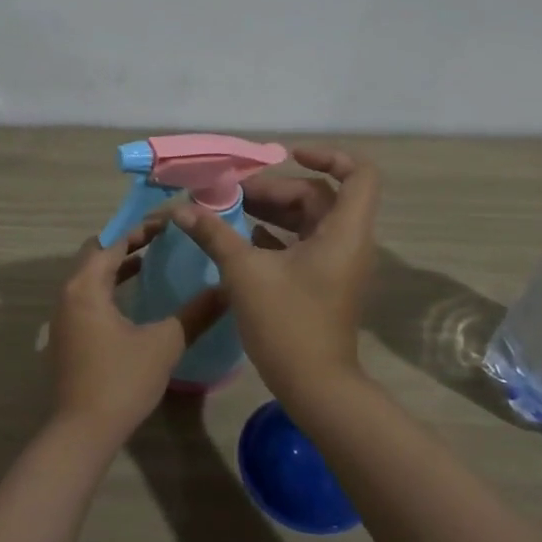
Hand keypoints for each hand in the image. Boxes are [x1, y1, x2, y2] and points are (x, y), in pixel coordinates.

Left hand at [48, 219, 227, 444]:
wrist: (82, 432)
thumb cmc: (121, 381)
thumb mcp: (164, 344)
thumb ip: (195, 314)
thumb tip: (227, 289)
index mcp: (85, 287)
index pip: (112, 243)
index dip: (140, 229)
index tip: (170, 223)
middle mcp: (68, 295)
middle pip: (96, 254)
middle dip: (127, 243)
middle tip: (162, 239)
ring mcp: (64, 317)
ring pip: (90, 277)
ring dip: (118, 266)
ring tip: (154, 261)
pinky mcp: (68, 336)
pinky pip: (88, 297)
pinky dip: (110, 288)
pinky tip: (137, 299)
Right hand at [170, 147, 380, 406]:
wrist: (314, 386)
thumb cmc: (286, 323)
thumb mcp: (244, 273)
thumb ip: (214, 234)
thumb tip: (182, 209)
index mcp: (343, 231)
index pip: (359, 174)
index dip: (328, 156)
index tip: (288, 155)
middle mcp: (348, 241)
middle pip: (320, 196)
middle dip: (277, 189)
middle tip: (233, 194)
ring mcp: (338, 264)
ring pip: (310, 221)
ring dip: (274, 212)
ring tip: (231, 210)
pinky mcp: (325, 283)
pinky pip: (305, 244)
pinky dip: (278, 235)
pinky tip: (243, 237)